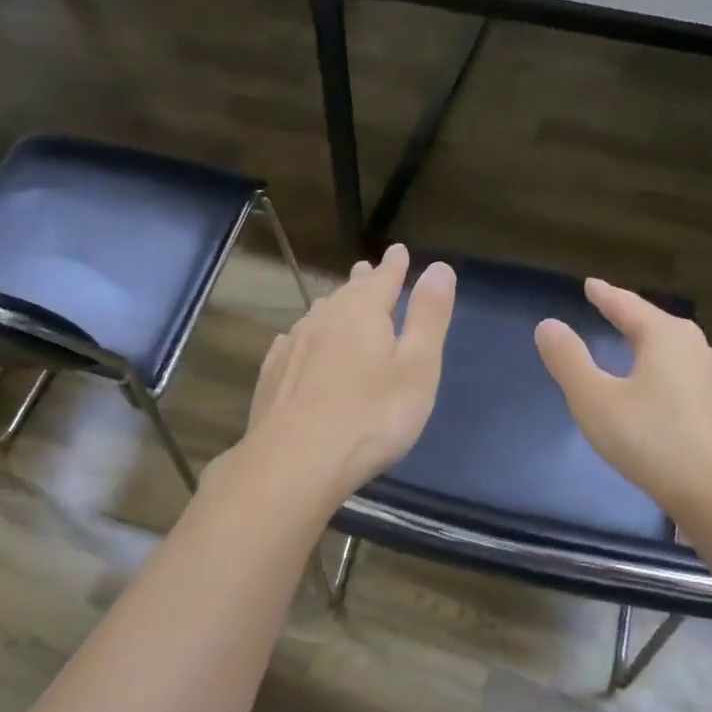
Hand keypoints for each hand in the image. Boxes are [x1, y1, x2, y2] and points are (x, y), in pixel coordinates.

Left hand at [234, 243, 455, 505]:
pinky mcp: (272, 375)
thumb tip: (439, 268)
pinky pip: (293, 343)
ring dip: (332, 307)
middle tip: (367, 271)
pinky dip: (304, 337)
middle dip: (361, 282)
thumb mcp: (417, 367)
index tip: (399, 251)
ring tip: (338, 303)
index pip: (384, 278)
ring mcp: (293, 346)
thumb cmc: (372, 415)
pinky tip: (298, 343)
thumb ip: (428, 317)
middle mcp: (324, 319)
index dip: (395, 266)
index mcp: (363, 312)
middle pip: (346, 293)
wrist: (296, 460)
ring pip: (317, 316)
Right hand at [534, 278, 711, 533]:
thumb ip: (569, 360)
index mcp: (666, 337)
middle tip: (607, 309)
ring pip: (671, 351)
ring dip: (647, 345)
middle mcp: (695, 349)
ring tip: (629, 345)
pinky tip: (655, 390)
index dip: (605, 295)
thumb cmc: (652, 440)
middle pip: (654, 324)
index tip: (590, 284)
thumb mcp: (595, 400)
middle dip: (629, 317)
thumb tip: (548, 325)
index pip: (627, 305)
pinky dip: (660, 372)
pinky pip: (681, 376)